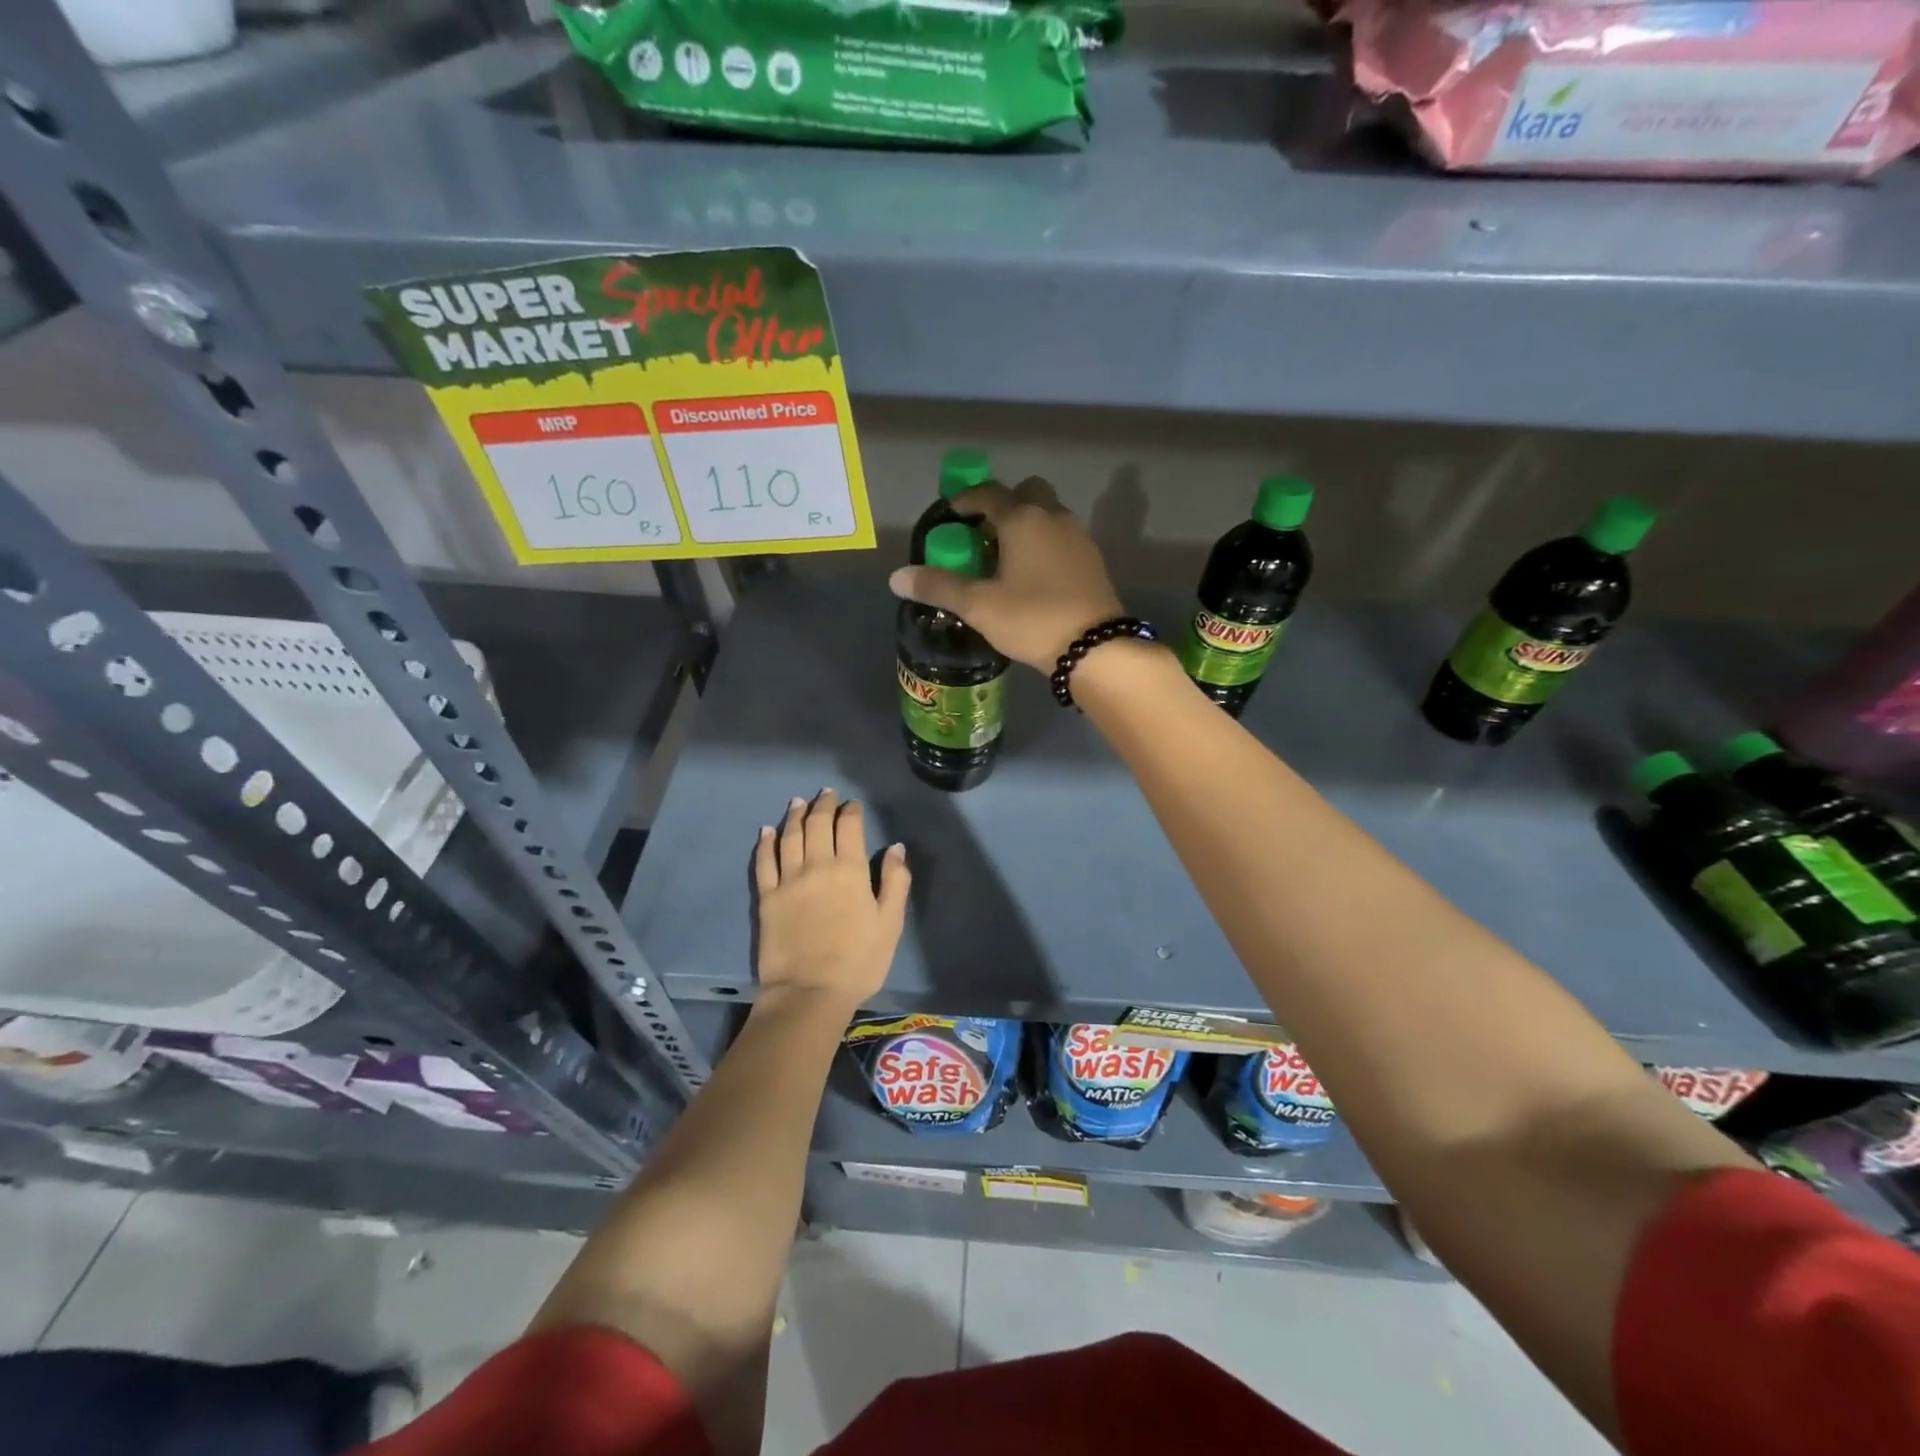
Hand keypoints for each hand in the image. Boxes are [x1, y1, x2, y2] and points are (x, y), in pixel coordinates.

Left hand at [754, 790, 908, 1010]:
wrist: (809, 993)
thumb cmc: (858, 961)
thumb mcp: (890, 923)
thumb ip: (895, 881)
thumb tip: (896, 847)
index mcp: (850, 870)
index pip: (849, 827)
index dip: (851, 811)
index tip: (852, 805)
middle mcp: (817, 865)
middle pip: (817, 824)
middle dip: (823, 805)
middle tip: (826, 794)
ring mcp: (788, 880)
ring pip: (789, 836)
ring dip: (794, 816)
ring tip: (798, 802)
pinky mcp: (766, 897)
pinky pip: (764, 861)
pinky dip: (765, 842)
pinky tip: (766, 831)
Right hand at [888, 478, 1124, 671]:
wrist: (1095, 647)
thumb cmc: (1031, 618)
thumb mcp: (978, 605)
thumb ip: (938, 586)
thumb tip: (897, 577)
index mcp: (1022, 518)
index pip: (989, 493)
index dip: (966, 499)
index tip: (951, 514)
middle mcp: (1053, 516)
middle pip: (1027, 492)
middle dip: (1003, 504)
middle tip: (984, 533)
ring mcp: (1078, 537)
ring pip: (1048, 515)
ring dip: (1026, 524)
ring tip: (1006, 558)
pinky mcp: (1093, 560)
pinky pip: (1062, 538)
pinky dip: (1044, 544)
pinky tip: (1034, 576)